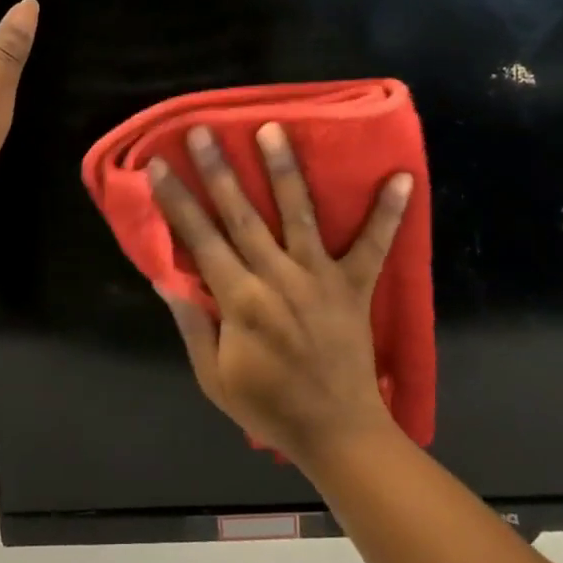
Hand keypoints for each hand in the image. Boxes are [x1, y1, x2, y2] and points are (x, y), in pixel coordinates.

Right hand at [150, 122, 411, 469]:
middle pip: (243, 216)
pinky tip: (402, 177)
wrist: (338, 433)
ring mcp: (320, 278)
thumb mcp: (213, 378)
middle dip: (220, 171)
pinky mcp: (355, 286)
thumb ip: (192, 326)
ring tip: (274, 129)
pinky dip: (389, 213)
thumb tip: (166, 281)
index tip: (160, 165)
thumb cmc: (269, 406)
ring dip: (285, 171)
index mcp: (240, 301)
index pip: (201, 240)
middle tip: (204, 131)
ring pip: (299, 215)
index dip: (177, 201)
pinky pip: (374, 245)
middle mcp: (278, 278)